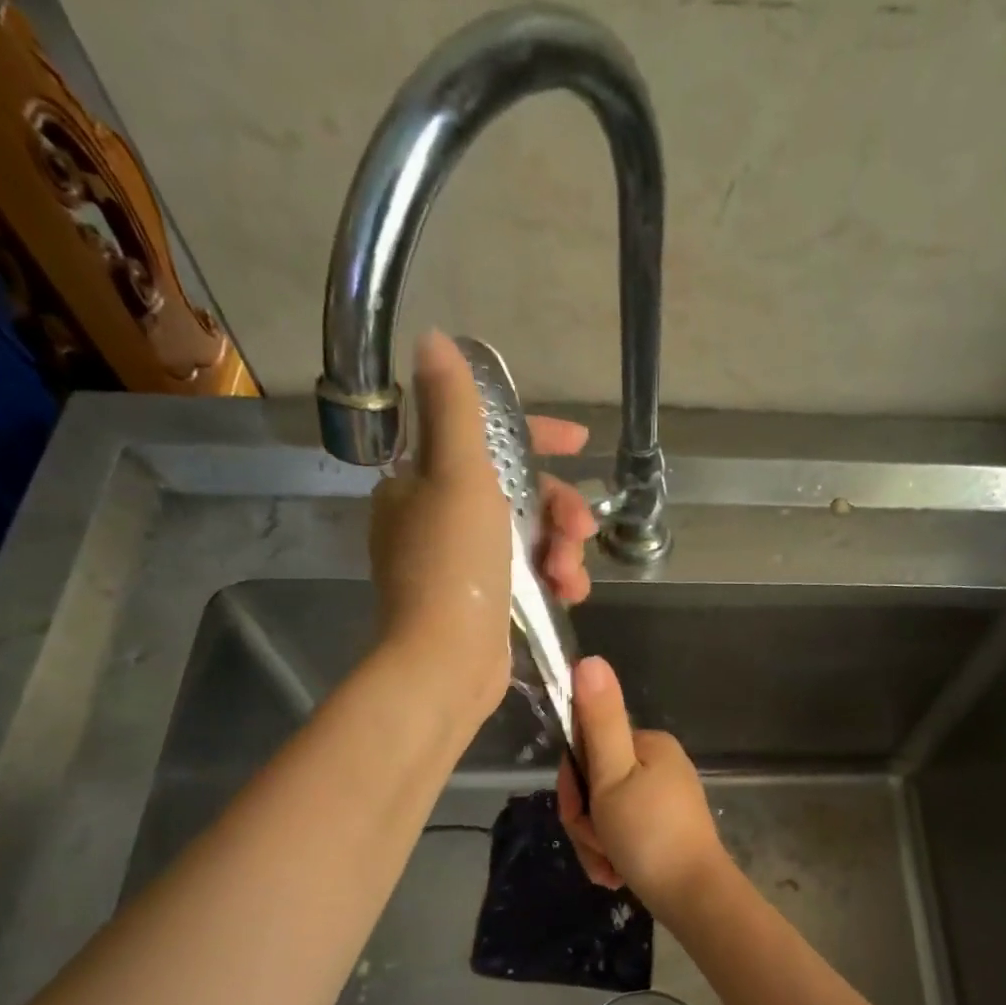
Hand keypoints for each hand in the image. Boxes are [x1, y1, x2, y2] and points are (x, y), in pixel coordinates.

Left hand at [369, 330, 597, 721]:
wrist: (445, 664)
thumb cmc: (453, 567)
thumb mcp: (458, 477)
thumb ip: (454, 409)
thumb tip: (434, 340)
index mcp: (422, 481)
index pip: (483, 439)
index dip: (535, 436)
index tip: (580, 442)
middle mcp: (437, 517)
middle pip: (515, 492)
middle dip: (558, 508)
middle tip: (583, 528)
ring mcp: (461, 564)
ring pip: (529, 536)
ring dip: (562, 549)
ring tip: (573, 578)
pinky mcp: (483, 602)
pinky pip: (529, 574)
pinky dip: (553, 579)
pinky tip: (571, 595)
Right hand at [558, 657, 730, 917]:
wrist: (694, 897)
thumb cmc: (649, 835)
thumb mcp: (613, 776)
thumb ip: (598, 720)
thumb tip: (589, 658)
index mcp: (649, 744)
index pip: (587, 747)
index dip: (571, 783)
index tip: (580, 809)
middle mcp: (659, 764)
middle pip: (595, 784)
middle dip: (586, 820)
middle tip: (599, 844)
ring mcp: (664, 798)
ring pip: (604, 813)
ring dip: (597, 843)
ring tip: (610, 866)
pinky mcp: (665, 828)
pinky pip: (623, 833)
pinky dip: (613, 855)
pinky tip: (617, 875)